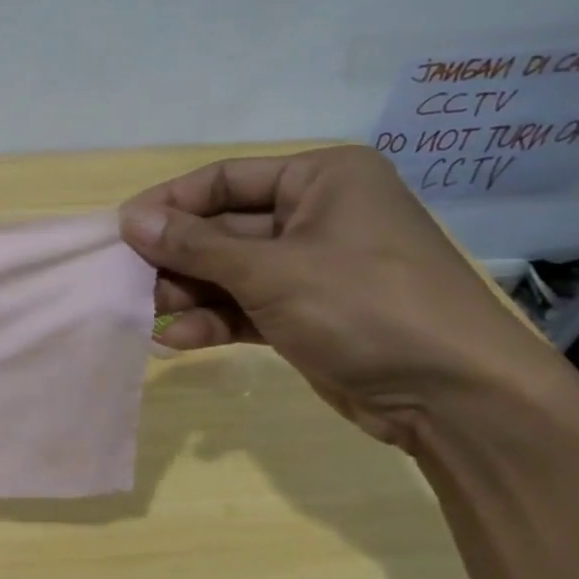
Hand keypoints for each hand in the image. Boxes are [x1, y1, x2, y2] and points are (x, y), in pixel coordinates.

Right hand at [121, 145, 556, 448]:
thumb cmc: (366, 306)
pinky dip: (215, 320)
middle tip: (127, 280)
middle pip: (223, 229)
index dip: (169, 203)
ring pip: (229, 272)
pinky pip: (247, 307)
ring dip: (189, 293)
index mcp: (321, 179)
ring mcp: (312, 268)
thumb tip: (129, 220)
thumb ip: (195, 246)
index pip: (224, 179)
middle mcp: (315, 216)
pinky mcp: (307, 315)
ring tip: (147, 313)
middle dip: (176, 257)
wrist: (457, 399)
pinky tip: (179, 339)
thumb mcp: (272, 270)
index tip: (121, 230)